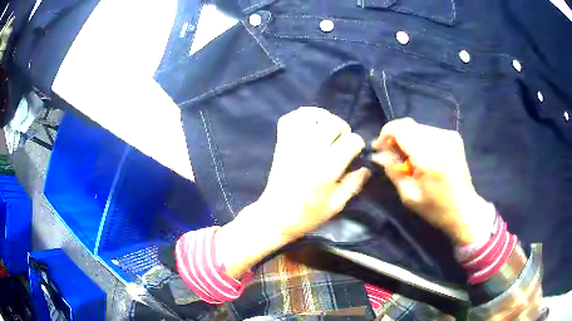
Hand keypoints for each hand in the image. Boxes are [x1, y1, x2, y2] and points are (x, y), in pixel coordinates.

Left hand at [216, 107, 368, 277]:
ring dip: (324, 120)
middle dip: (343, 129)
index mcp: (328, 167)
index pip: (352, 140)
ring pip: (312, 116)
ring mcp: (294, 144)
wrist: (275, 216)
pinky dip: (300, 117)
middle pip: (334, 123)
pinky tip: (309, 125)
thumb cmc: (307, 215)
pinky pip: (289, 119)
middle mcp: (312, 150)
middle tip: (341, 142)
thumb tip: (366, 168)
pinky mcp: (281, 144)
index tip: (354, 153)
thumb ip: (353, 184)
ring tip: (326, 131)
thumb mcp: (336, 205)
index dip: (357, 145)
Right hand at [372, 118, 489, 244]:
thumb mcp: (409, 196)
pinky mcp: (454, 136)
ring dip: (408, 139)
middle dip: (395, 137)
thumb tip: (378, 154)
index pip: (400, 129)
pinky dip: (420, 139)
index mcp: (429, 157)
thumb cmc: (435, 209)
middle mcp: (441, 140)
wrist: (464, 209)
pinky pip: (428, 131)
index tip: (380, 148)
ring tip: (408, 158)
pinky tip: (422, 156)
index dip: (385, 134)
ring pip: (417, 127)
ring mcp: (450, 136)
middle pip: (408, 125)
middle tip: (392, 155)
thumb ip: (393, 171)